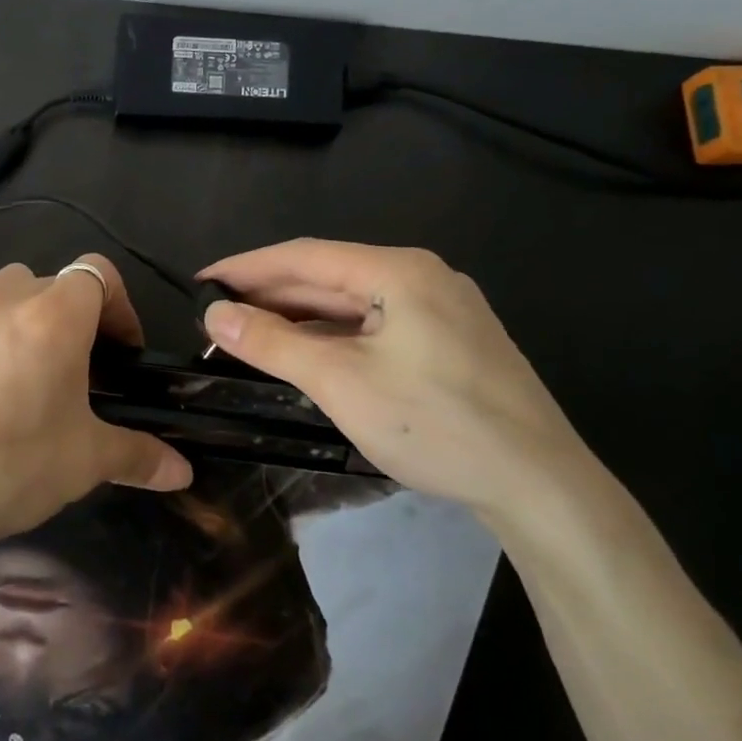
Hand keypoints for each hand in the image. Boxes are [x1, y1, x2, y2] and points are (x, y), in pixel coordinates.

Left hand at [0, 253, 192, 571]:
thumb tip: (183, 472)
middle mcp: (0, 297)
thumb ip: (138, 456)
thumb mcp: (81, 465)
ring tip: (12, 372)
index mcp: (52, 316)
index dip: (118, 306)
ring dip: (15, 319)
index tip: (120, 351)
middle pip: (48, 284)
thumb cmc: (3, 470)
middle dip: (67, 319)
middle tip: (68, 371)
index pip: (98, 273)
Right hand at [198, 239, 599, 523]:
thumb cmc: (435, 425)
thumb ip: (272, 342)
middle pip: (329, 275)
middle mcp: (422, 276)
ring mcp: (441, 308)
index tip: (201, 282)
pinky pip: (376, 324)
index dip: (246, 267)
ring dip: (300, 316)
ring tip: (250, 332)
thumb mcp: (340, 382)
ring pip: (353, 302)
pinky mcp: (450, 340)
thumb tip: (214, 314)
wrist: (540, 485)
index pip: (304, 255)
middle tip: (217, 314)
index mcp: (398, 270)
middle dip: (270, 294)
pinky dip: (334, 335)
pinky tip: (307, 351)